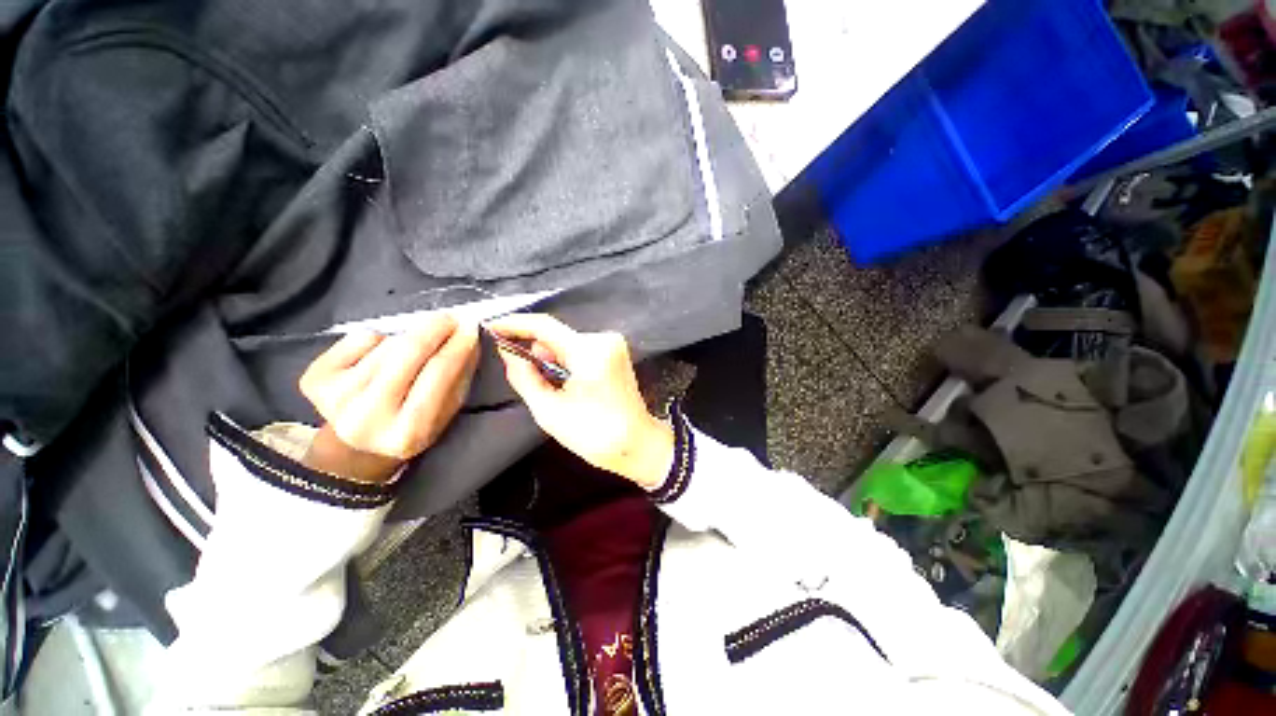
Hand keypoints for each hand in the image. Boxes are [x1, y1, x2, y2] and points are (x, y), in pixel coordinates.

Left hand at [297, 316, 478, 482]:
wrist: (357, 446)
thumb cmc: (414, 425)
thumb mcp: (446, 411)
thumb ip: (459, 376)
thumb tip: (468, 336)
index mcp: (407, 432)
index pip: (439, 375)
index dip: (458, 346)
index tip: (472, 325)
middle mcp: (366, 417)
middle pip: (407, 353)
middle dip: (434, 328)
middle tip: (450, 317)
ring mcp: (336, 398)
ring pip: (387, 344)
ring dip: (409, 339)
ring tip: (415, 351)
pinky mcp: (314, 379)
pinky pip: (360, 339)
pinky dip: (378, 340)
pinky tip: (378, 358)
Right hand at [487, 314, 673, 488]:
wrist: (637, 443)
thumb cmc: (594, 434)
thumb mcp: (550, 410)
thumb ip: (524, 376)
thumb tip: (507, 351)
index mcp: (589, 352)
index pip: (544, 326)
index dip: (514, 324)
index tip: (490, 327)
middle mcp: (604, 339)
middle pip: (556, 335)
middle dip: (536, 352)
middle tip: (528, 380)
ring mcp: (613, 344)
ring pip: (567, 343)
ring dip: (552, 360)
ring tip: (555, 390)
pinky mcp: (616, 352)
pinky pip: (581, 349)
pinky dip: (567, 362)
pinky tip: (568, 384)